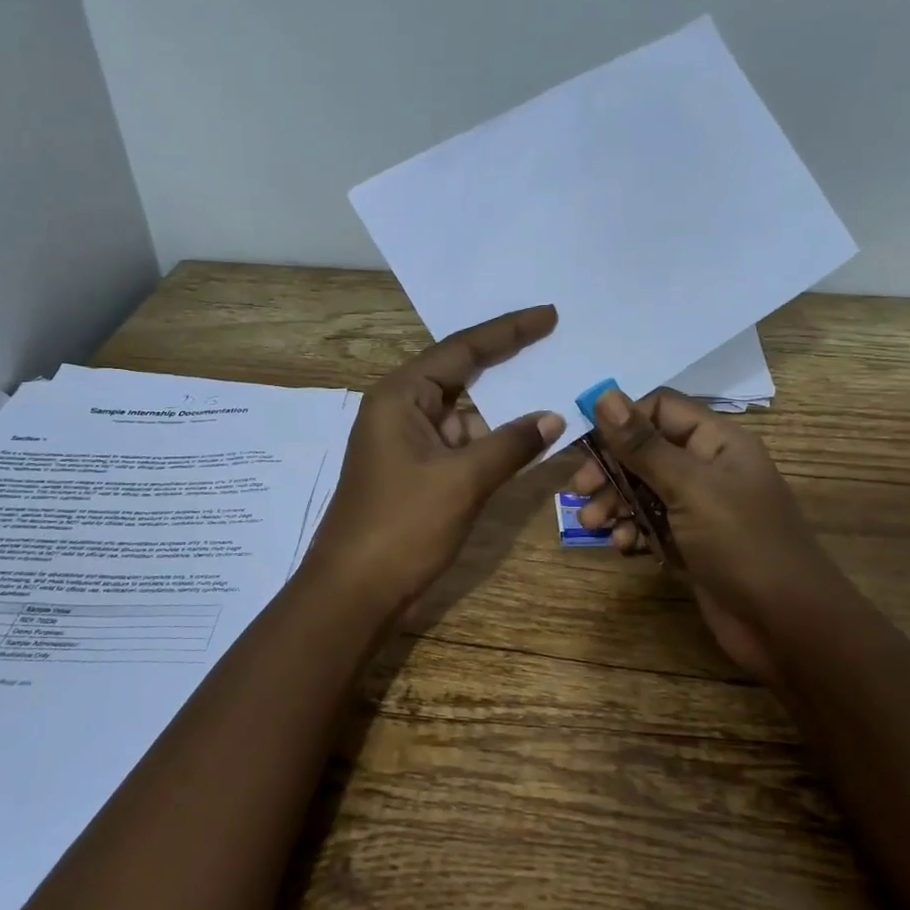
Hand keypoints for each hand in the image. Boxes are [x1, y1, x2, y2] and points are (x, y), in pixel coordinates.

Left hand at [307, 306, 566, 613]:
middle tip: (555, 341)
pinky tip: (527, 439)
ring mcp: (408, 442)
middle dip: (507, 362)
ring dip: (504, 409)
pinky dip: (493, 440)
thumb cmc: (402, 527)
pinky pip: (462, 443)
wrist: (354, 594)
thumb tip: (554, 416)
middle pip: (461, 374)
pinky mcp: (416, 471)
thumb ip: (511, 444)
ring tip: (553, 388)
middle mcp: (401, 409)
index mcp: (400, 396)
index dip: (509, 331)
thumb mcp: (462, 481)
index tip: (549, 316)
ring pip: (465, 414)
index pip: (462, 350)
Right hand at [571, 386, 838, 683]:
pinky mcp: (691, 543)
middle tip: (579, 489)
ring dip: (614, 502)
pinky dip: (632, 531)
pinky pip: (651, 524)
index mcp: (718, 441)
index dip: (622, 419)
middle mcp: (708, 467)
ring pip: (643, 489)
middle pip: (646, 450)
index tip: (587, 442)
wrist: (787, 626)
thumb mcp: (690, 488)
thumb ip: (644, 445)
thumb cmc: (742, 544)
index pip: (660, 408)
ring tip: (593, 523)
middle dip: (610, 467)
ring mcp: (700, 508)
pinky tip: (622, 547)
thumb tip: (604, 395)